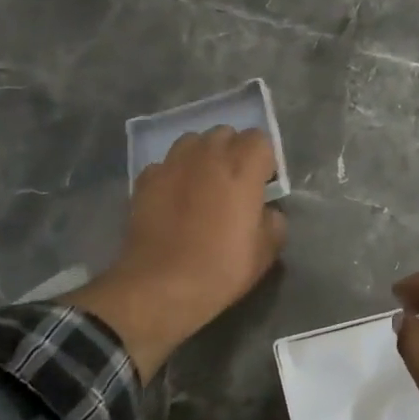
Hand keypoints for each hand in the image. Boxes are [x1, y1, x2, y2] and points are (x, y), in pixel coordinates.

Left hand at [69, 127, 285, 378]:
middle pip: (225, 133)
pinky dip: (173, 174)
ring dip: (202, 156)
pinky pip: (165, 164)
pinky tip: (173, 198)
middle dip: (233, 152)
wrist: (162, 286)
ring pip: (192, 142)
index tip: (263, 184)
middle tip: (234, 183)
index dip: (264, 160)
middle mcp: (207, 156)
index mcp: (242, 168)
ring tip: (202, 184)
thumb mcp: (266, 252)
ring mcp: (171, 164)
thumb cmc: (222, 269)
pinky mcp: (145, 179)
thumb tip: (266, 212)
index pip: (259, 139)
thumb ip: (273, 221)